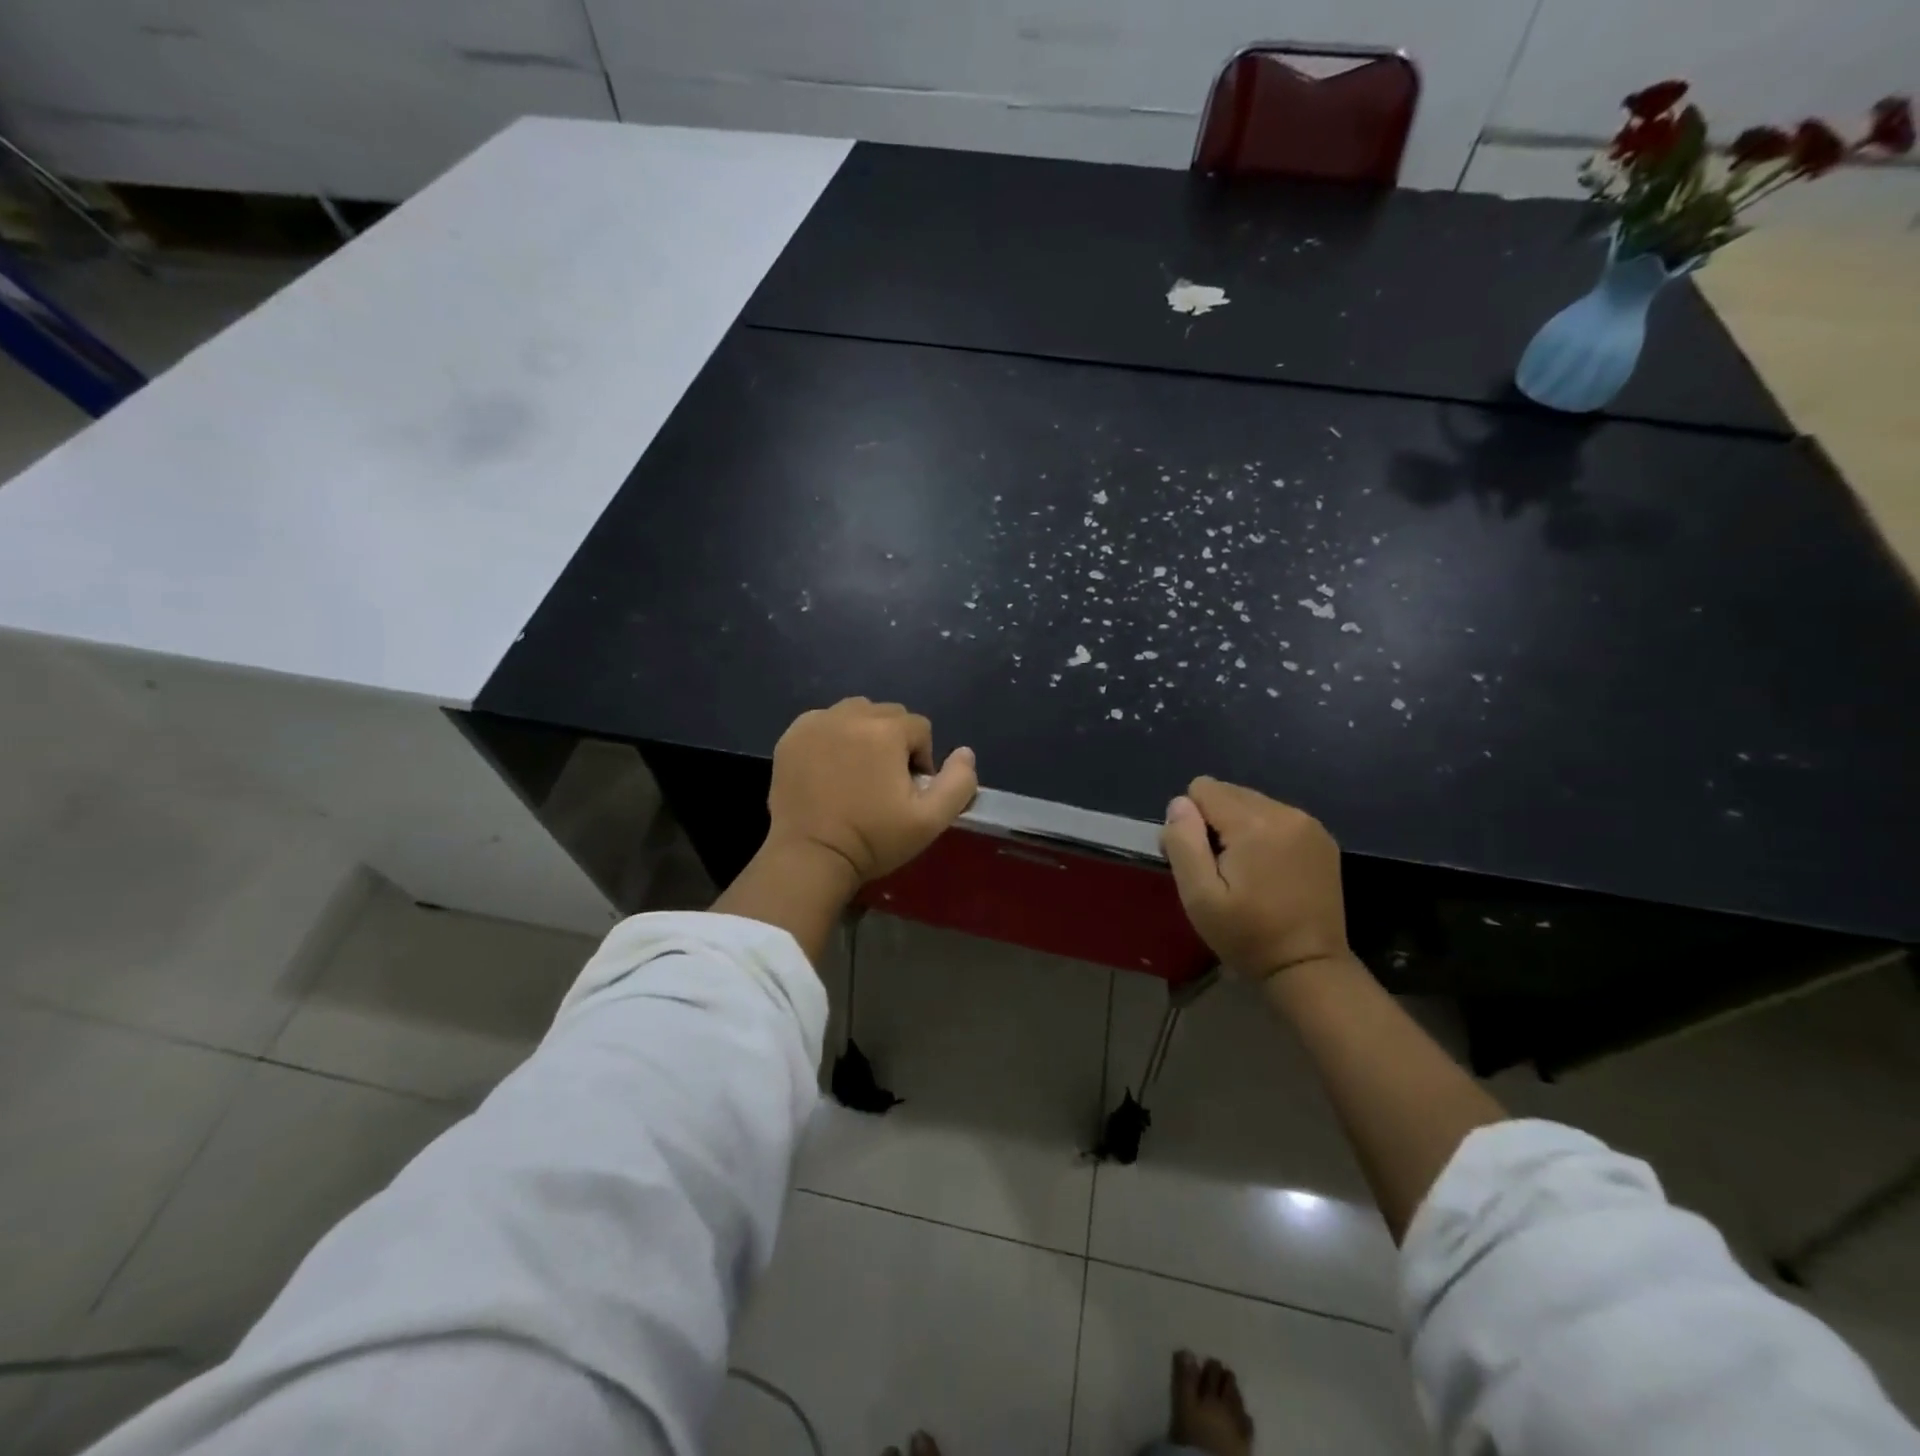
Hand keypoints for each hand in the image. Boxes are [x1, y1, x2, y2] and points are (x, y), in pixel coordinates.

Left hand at [765, 698, 977, 884]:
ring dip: (864, 733)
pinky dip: (833, 737)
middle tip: (884, 783)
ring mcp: (816, 723)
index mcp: (886, 731)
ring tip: (858, 772)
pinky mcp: (792, 737)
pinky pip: (824, 722)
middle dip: (894, 742)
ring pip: (855, 713)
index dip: (921, 759)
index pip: (920, 728)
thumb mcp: (930, 820)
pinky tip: (830, 769)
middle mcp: (850, 715)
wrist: (811, 857)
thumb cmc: (873, 839)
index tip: (907, 791)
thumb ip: (958, 783)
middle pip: (888, 715)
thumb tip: (965, 752)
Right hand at [1160, 777, 1349, 981]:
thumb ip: (1183, 842)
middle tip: (1220, 869)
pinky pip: (1276, 817)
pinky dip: (1264, 835)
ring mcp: (1309, 824)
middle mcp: (1285, 812)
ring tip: (1245, 872)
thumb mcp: (1199, 896)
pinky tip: (1268, 871)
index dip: (1191, 822)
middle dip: (1215, 822)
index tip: (1201, 860)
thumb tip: (1179, 803)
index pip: (1203, 789)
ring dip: (1240, 828)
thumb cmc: (1247, 935)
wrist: (1309, 967)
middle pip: (1228, 792)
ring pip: (1252, 803)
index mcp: (1254, 823)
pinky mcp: (1322, 839)